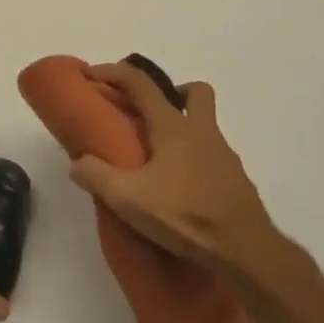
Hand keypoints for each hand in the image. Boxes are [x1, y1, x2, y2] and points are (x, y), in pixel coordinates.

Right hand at [68, 63, 280, 274]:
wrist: (245, 249)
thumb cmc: (186, 215)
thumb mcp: (129, 199)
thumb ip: (97, 176)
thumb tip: (77, 162)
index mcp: (174, 127)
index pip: (141, 83)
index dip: (114, 73)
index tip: (92, 75)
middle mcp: (202, 131)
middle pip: (194, 92)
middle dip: (171, 92)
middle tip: (147, 115)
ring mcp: (223, 154)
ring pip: (205, 124)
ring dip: (183, 129)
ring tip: (157, 160)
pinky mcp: (235, 179)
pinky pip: (212, 155)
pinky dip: (194, 159)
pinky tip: (179, 188)